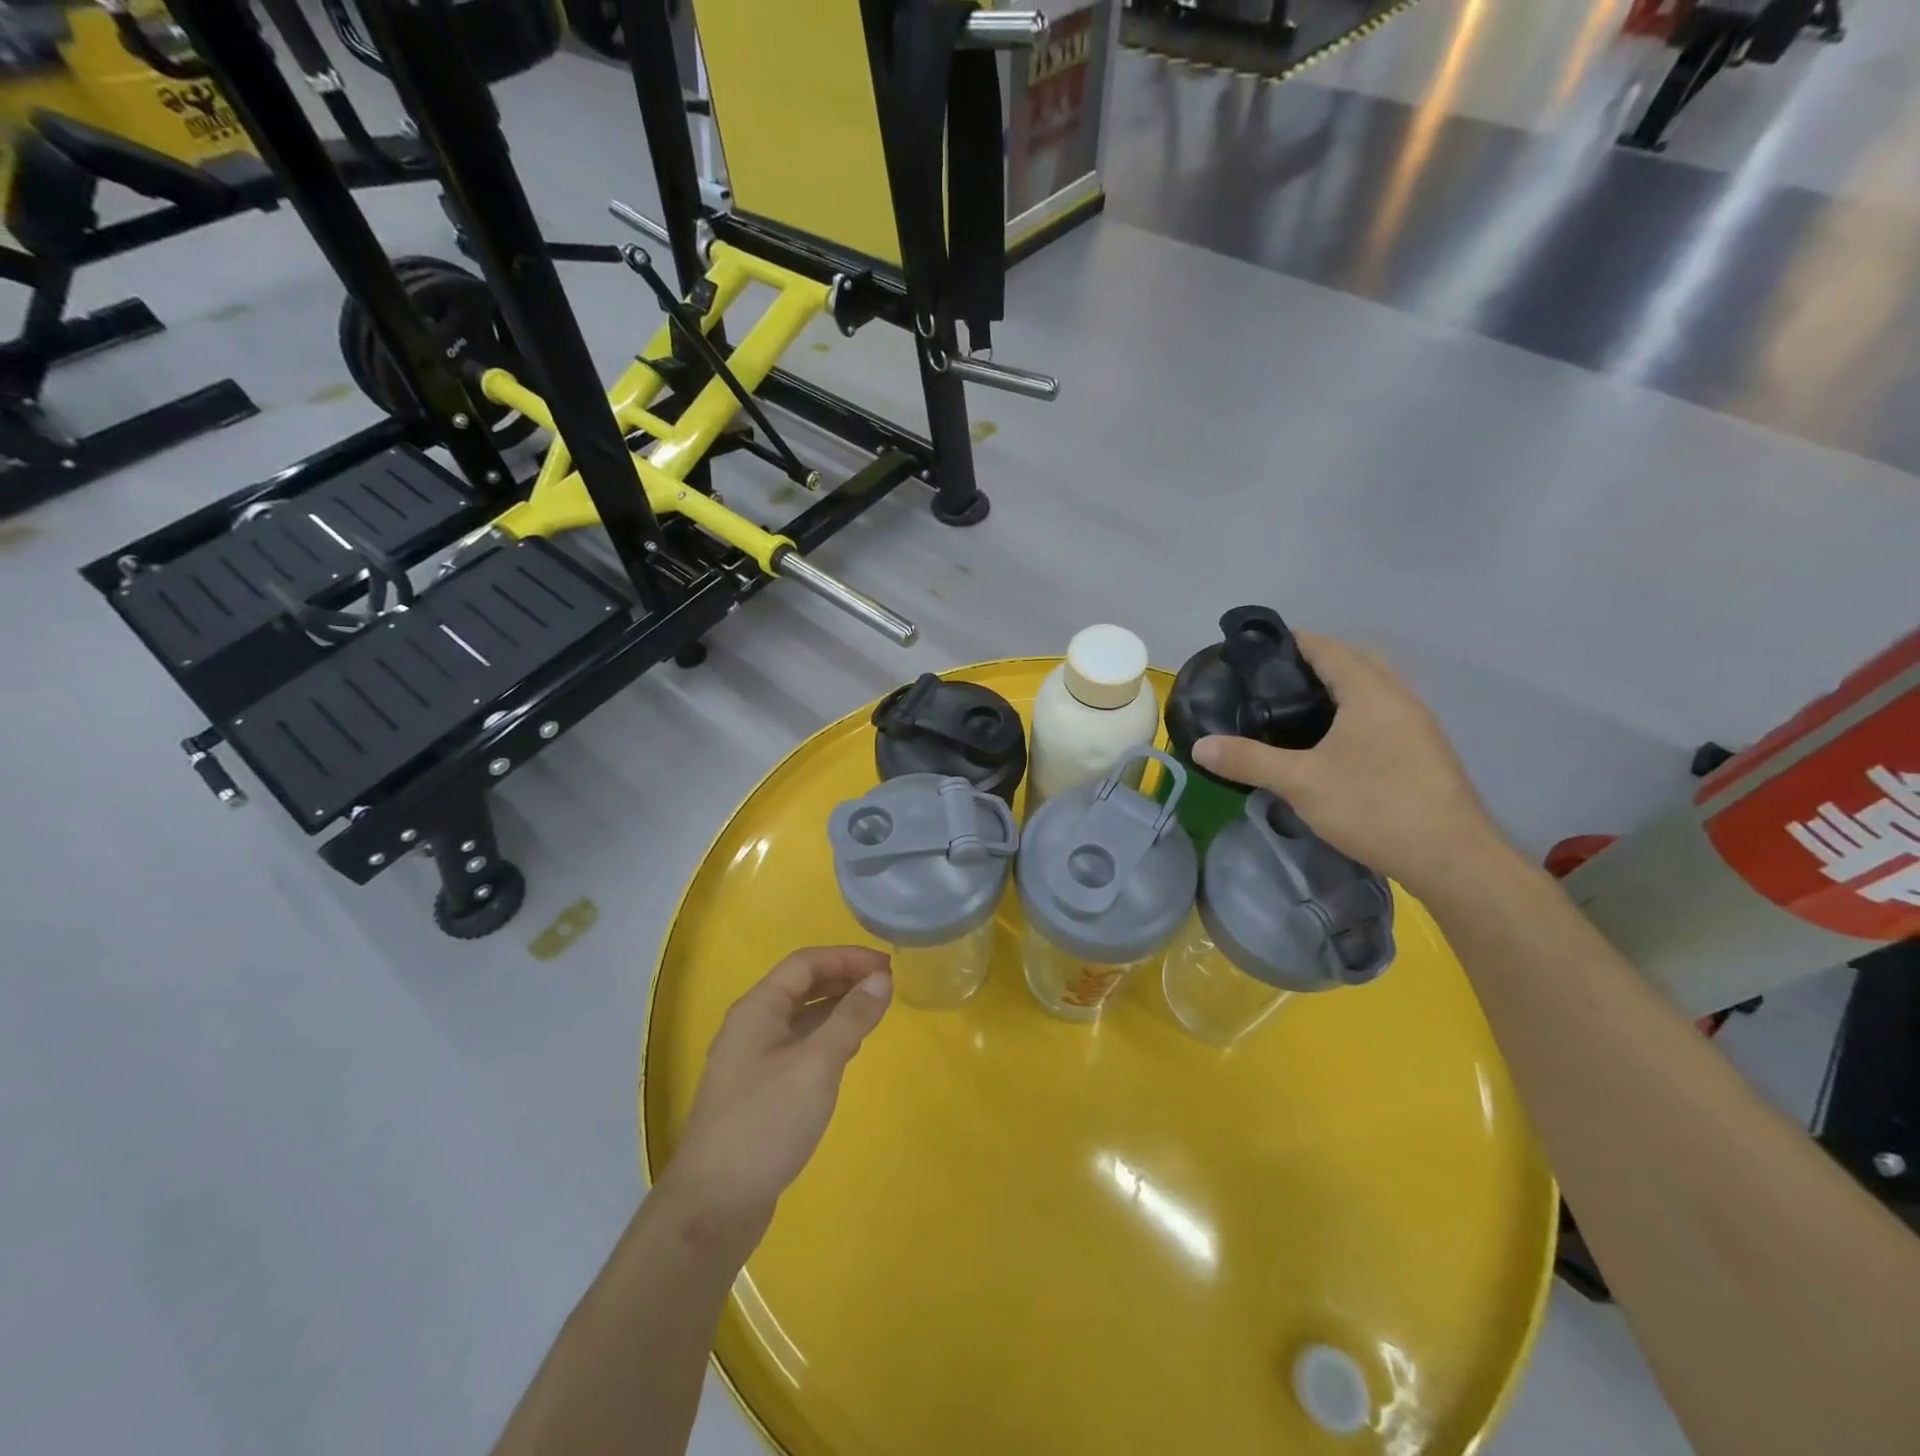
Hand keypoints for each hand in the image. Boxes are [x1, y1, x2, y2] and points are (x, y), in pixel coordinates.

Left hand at [659, 947, 892, 1250]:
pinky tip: (848, 1052)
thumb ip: (851, 1018)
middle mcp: (751, 1026)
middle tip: (886, 987)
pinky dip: (827, 1039)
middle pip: (801, 986)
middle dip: (844, 979)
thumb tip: (882, 980)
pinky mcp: (759, 1091)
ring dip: (837, 1009)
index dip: (847, 957)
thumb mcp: (817, 1064)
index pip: (805, 963)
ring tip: (874, 1013)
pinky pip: (798, 1047)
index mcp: (757, 1009)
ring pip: (801, 1018)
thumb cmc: (766, 1121)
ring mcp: (752, 1060)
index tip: (887, 966)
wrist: (715, 1204)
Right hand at [1192, 632, 1510, 898]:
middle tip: (1274, 682)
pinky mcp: (1426, 751)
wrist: (1452, 859)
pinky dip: (1357, 711)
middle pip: (1356, 661)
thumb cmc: (1374, 807)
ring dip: (1341, 687)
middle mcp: (1399, 698)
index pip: (1328, 648)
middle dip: (1317, 662)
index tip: (1257, 651)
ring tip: (1298, 709)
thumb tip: (1199, 746)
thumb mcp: (1301, 783)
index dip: (1293, 642)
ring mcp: (1419, 725)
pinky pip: (1385, 713)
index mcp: (1370, 692)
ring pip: (1375, 688)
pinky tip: (1335, 743)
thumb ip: (1249, 760)